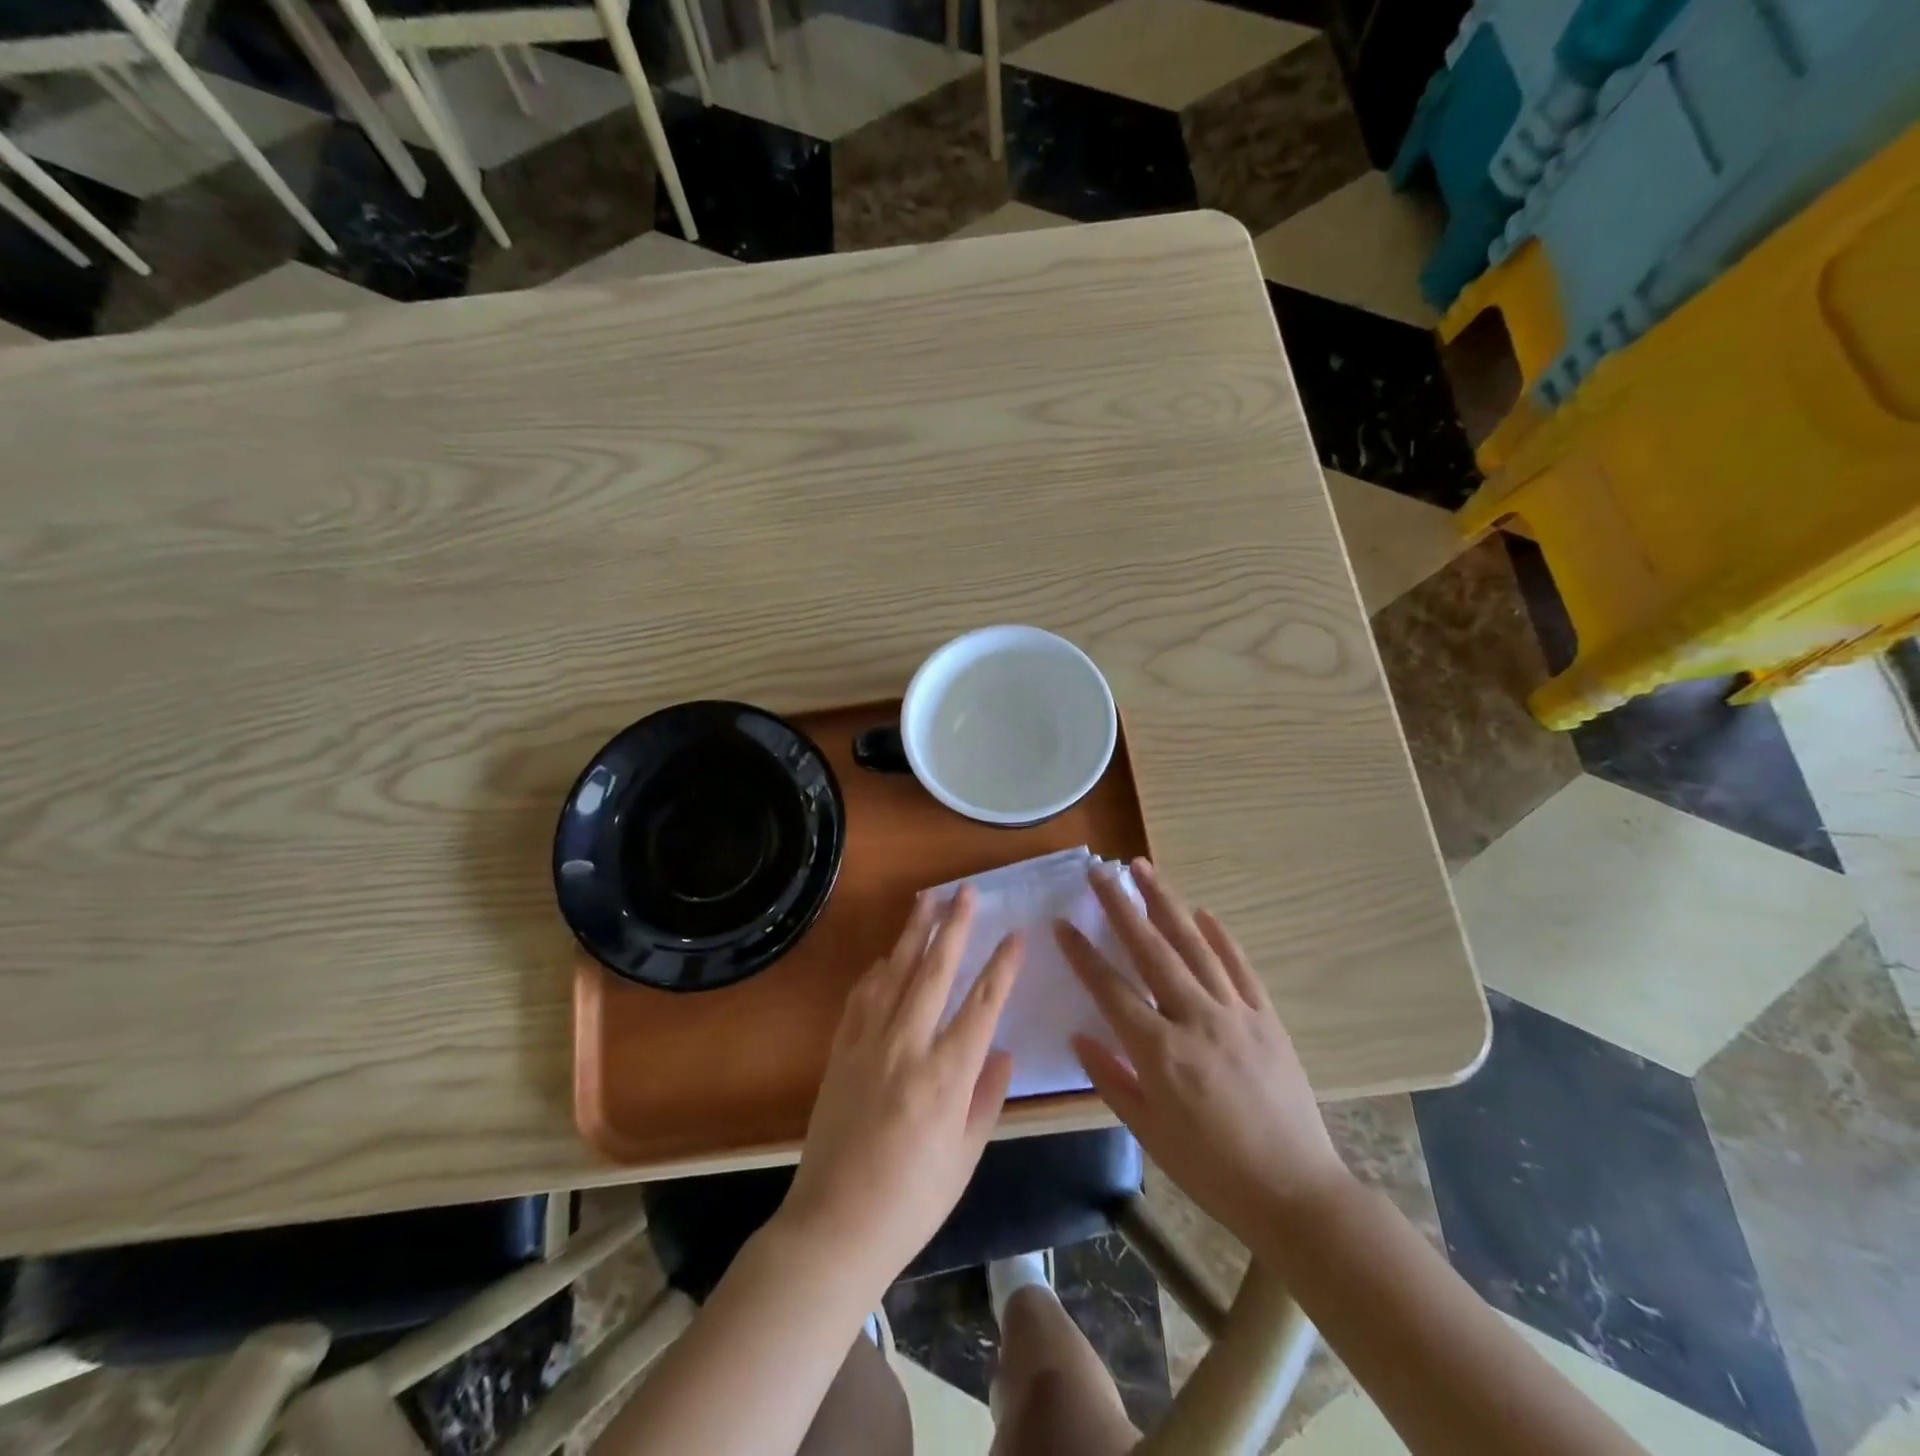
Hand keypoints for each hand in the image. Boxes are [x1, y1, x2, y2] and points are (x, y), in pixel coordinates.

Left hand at [780, 887, 1024, 1284]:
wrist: (834, 1227)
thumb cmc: (912, 1202)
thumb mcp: (964, 1157)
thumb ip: (986, 1098)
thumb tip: (1002, 1052)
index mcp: (946, 1076)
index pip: (982, 1005)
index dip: (1001, 966)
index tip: (1015, 935)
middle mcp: (907, 1047)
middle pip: (935, 972)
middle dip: (953, 927)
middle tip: (965, 892)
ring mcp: (868, 1045)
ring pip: (895, 973)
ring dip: (913, 933)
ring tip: (926, 900)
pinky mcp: (840, 1052)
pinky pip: (861, 998)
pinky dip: (876, 972)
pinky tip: (886, 956)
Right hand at [1056, 860, 1351, 1243]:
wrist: (1295, 1192)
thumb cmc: (1211, 1170)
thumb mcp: (1149, 1133)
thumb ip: (1111, 1079)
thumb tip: (1079, 1037)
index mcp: (1160, 1052)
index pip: (1111, 989)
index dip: (1083, 954)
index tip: (1062, 922)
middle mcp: (1195, 1019)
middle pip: (1151, 950)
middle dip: (1121, 907)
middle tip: (1100, 872)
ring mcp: (1235, 1013)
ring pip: (1194, 945)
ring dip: (1166, 903)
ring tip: (1144, 870)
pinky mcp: (1266, 1017)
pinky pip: (1239, 967)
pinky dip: (1220, 936)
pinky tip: (1203, 912)